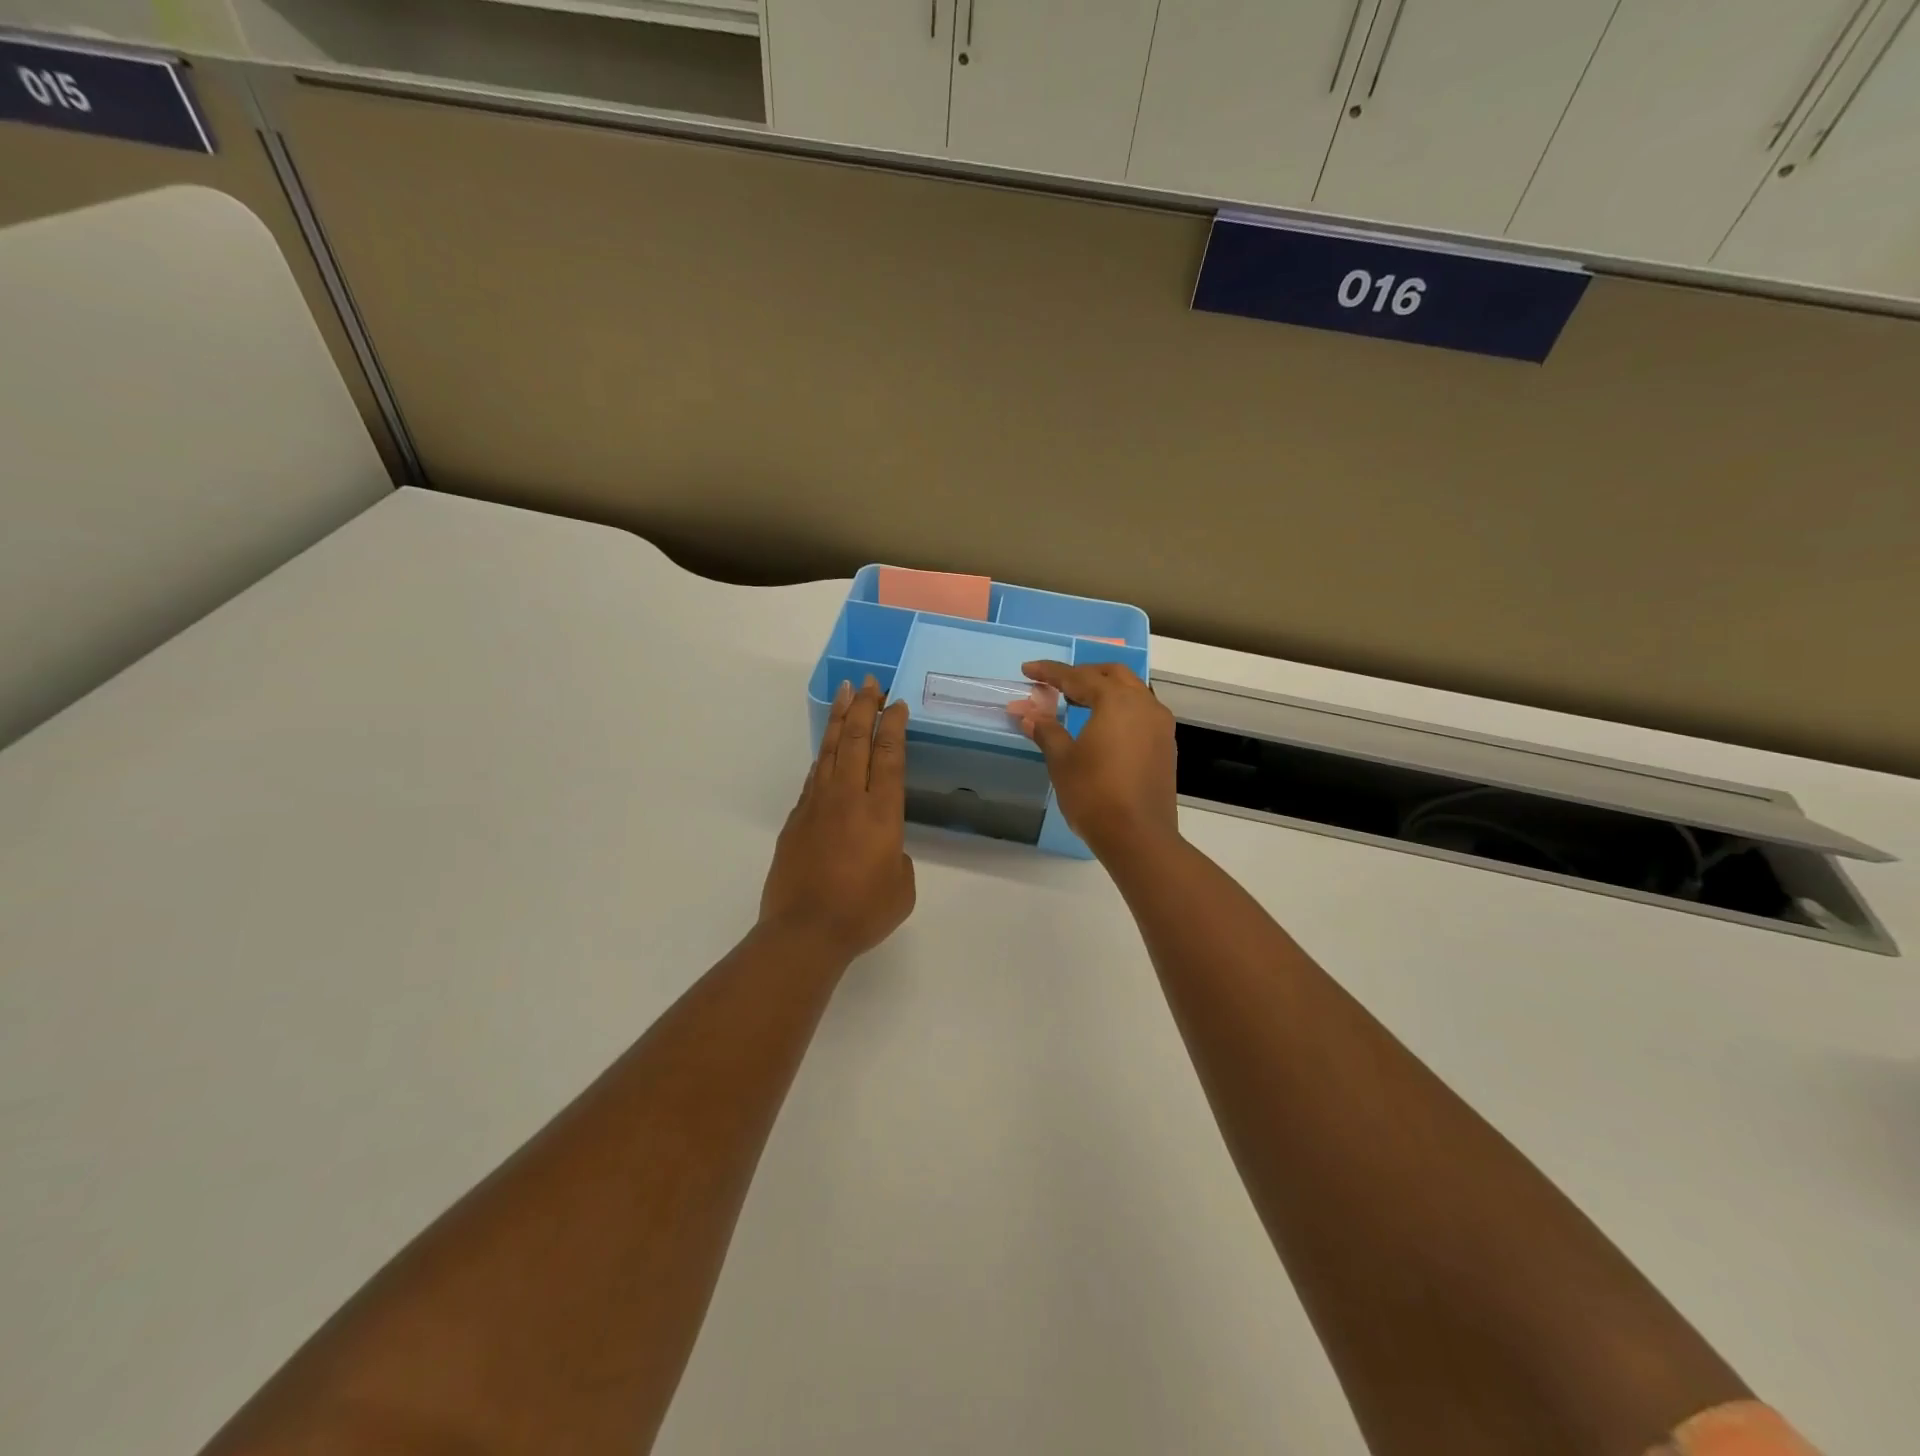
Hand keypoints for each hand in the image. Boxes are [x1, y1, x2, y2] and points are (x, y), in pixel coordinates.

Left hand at [760, 678, 916, 961]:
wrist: (804, 932)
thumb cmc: (862, 912)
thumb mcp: (902, 887)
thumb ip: (897, 858)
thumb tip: (882, 849)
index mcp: (881, 812)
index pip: (889, 756)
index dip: (893, 726)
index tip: (896, 704)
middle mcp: (847, 799)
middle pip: (857, 741)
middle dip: (864, 708)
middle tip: (870, 683)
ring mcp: (817, 806)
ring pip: (830, 752)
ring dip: (840, 721)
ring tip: (845, 695)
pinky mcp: (795, 821)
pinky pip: (813, 778)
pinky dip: (824, 757)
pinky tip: (828, 750)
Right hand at [1014, 661, 1179, 861]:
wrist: (1138, 837)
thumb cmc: (1094, 794)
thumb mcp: (1062, 760)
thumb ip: (1046, 730)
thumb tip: (1027, 713)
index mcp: (1116, 701)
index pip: (1078, 677)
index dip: (1050, 672)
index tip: (1028, 670)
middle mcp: (1144, 704)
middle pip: (1112, 675)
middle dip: (1083, 674)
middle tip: (1057, 684)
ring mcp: (1160, 726)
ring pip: (1132, 692)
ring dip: (1105, 690)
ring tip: (1078, 702)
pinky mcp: (1165, 746)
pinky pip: (1141, 712)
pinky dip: (1120, 709)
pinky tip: (1103, 726)